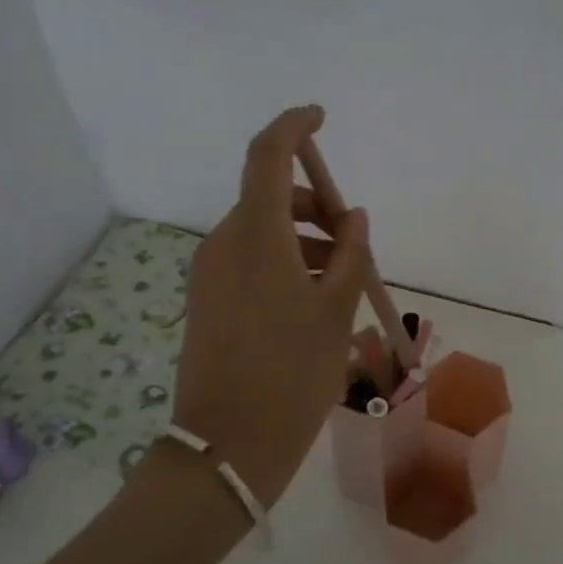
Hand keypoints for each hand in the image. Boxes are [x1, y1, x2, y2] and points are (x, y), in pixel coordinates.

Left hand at [172, 106, 369, 505]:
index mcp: (256, 236)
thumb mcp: (336, 310)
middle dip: (316, 207)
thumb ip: (348, 254)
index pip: (268, 156)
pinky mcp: (207, 301)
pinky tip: (313, 305)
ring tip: (342, 285)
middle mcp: (225, 244)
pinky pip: (250, 262)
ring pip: (263, 233)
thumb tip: (353, 218)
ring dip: (304, 241)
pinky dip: (284, 264)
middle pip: (271, 198)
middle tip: (355, 244)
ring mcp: (210, 274)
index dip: (293, 126)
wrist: (228, 447)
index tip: (320, 116)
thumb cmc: (292, 374)